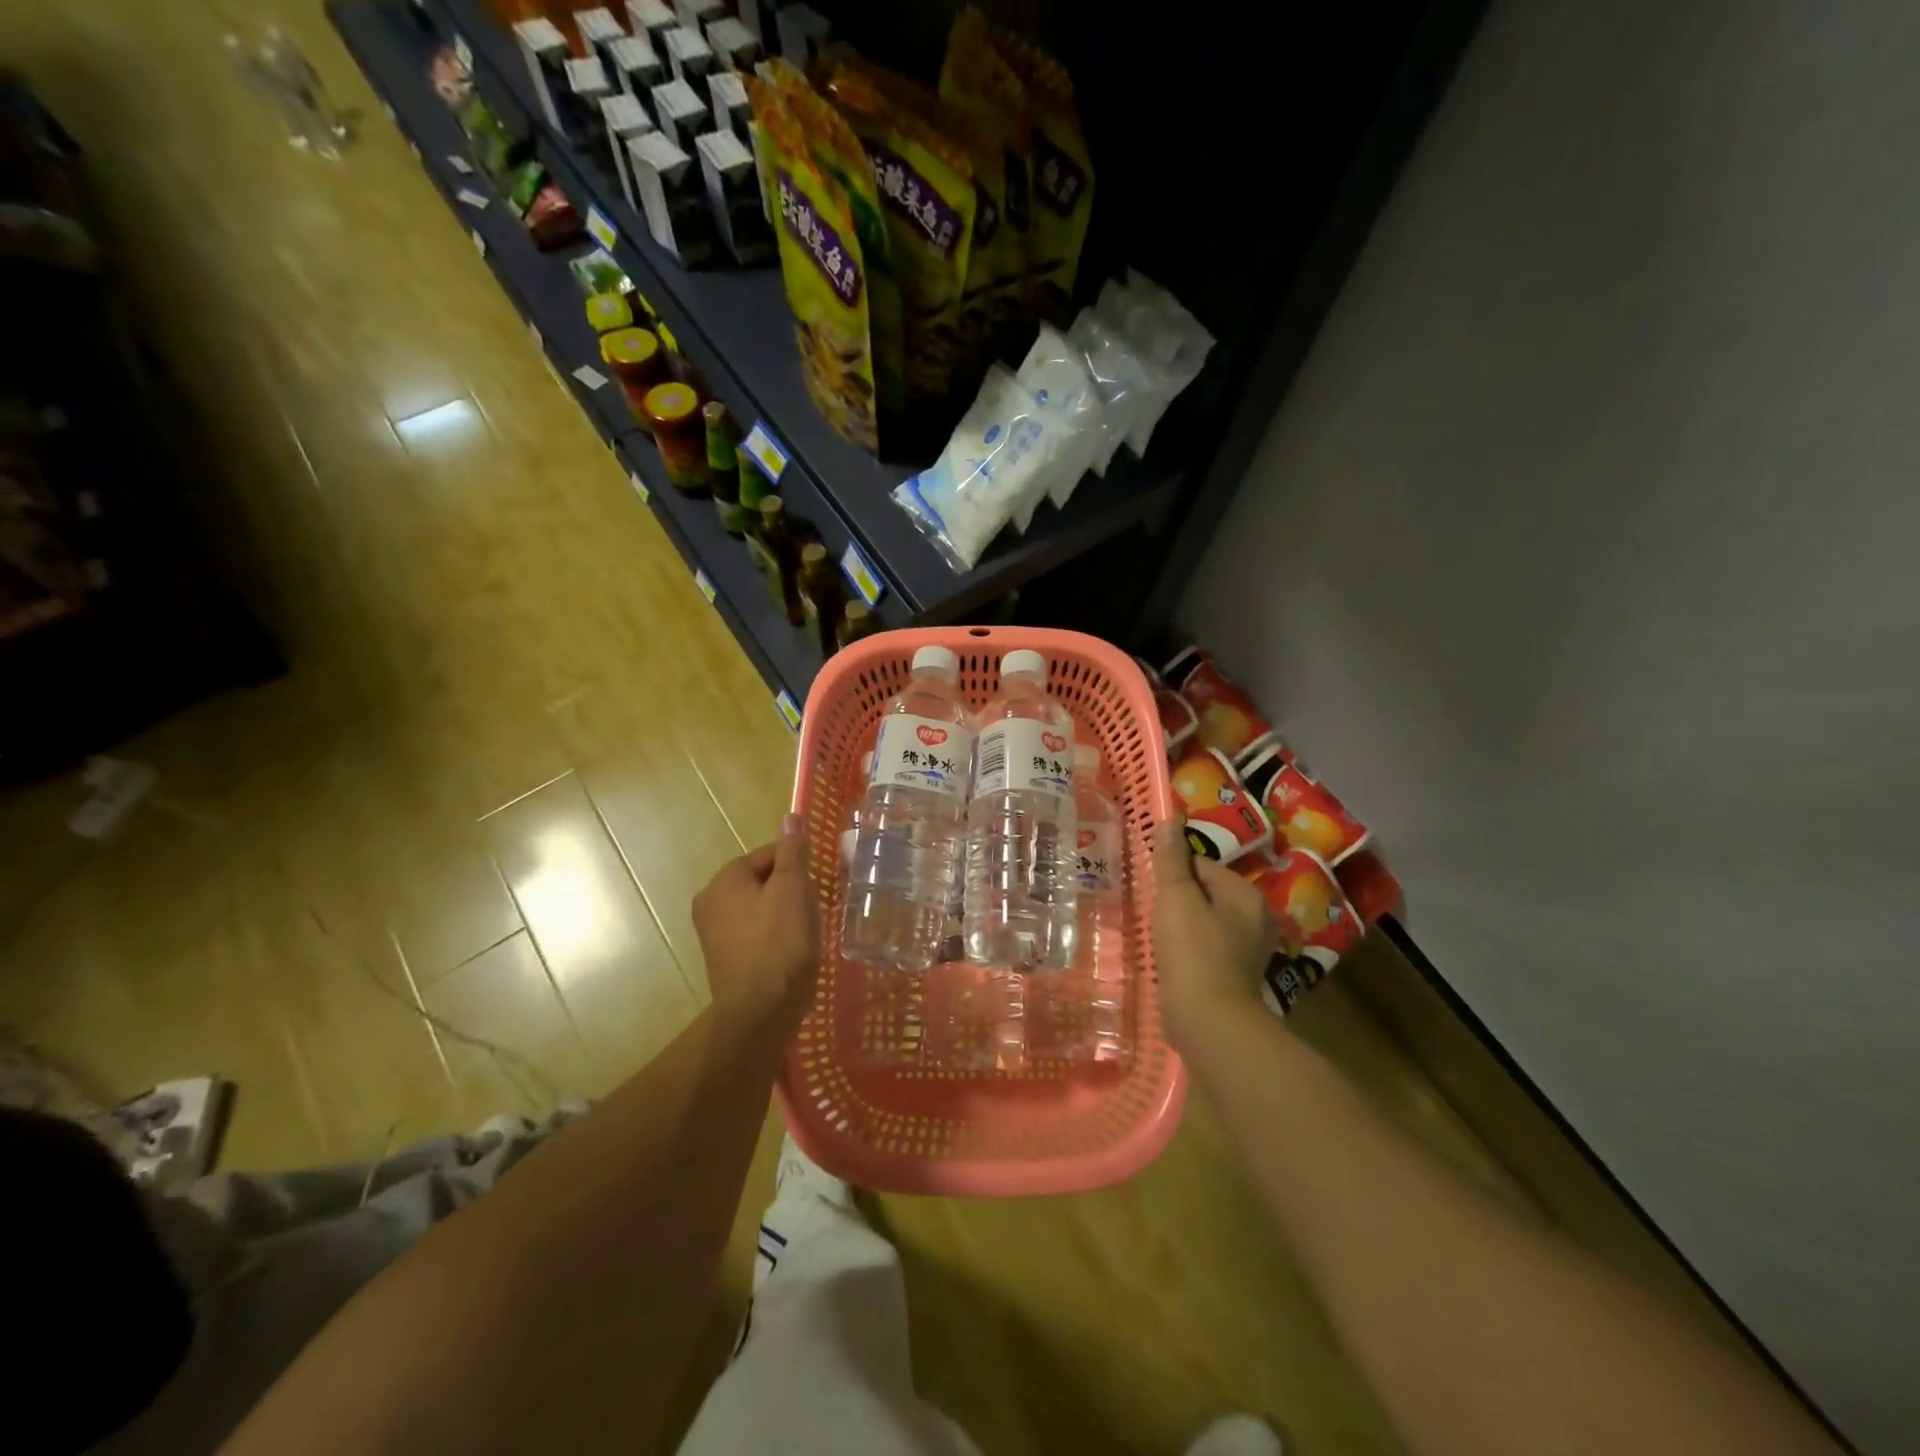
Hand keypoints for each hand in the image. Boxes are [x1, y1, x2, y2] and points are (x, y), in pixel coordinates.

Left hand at [693, 814, 819, 1033]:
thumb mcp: (794, 890)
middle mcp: (710, 900)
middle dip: (792, 890)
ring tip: (806, 932)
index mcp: (725, 879)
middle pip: (764, 879)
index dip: (799, 866)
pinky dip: (774, 935)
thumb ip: (793, 851)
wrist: (761, 1013)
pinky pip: (754, 932)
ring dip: (785, 913)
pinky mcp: (722, 957)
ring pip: (760, 906)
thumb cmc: (781, 944)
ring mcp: (712, 932)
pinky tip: (791, 951)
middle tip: (815, 911)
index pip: (770, 854)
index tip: (818, 887)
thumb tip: (791, 816)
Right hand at [1151, 821, 1279, 1048]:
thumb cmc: (1193, 951)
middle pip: (1205, 893)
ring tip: (1157, 936)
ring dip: (1180, 926)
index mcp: (1246, 896)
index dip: (1173, 873)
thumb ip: (1172, 859)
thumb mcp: (1176, 897)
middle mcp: (1256, 920)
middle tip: (1151, 912)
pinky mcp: (1234, 977)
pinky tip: (1169, 960)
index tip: (1152, 889)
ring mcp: (1248, 951)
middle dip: (1177, 900)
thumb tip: (1171, 818)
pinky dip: (1187, 950)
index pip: (1203, 865)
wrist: (1208, 1022)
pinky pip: (1205, 949)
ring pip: (1204, 922)